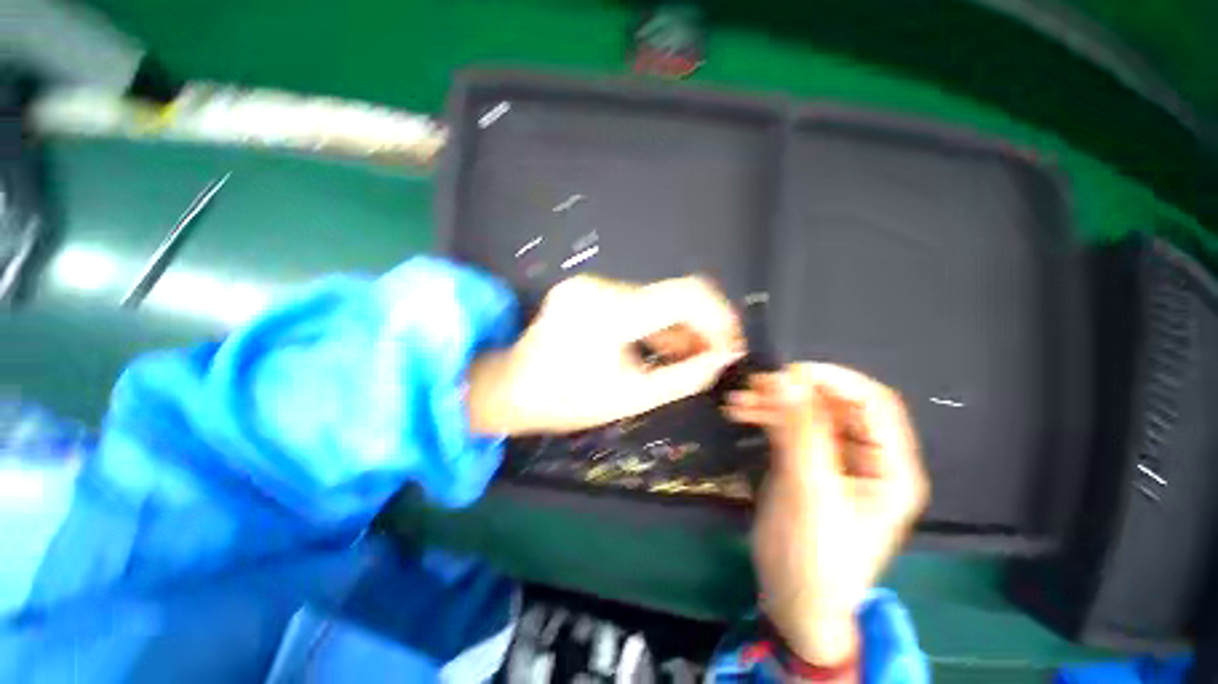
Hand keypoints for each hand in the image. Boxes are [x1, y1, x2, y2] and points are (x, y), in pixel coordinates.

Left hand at [468, 274, 743, 434]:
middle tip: (715, 356)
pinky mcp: (589, 289)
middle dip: (701, 325)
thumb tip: (721, 360)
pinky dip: (657, 323)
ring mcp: (591, 284)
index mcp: (608, 314)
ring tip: (692, 357)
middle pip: (672, 295)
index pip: (684, 296)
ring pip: (656, 299)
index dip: (718, 318)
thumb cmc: (566, 401)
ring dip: (679, 326)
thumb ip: (683, 377)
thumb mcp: (631, 397)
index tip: (730, 345)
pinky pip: (637, 302)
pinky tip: (666, 346)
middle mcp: (599, 287)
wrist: (512, 387)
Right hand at [724, 364, 928, 666]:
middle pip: (834, 405)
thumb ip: (800, 432)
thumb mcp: (809, 492)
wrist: (793, 599)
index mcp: (889, 467)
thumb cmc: (814, 557)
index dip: (835, 380)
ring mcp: (833, 458)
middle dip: (795, 391)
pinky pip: (787, 427)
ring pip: (806, 413)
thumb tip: (785, 379)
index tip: (790, 372)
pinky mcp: (805, 461)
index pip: (873, 404)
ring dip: (772, 403)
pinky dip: (764, 416)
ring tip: (738, 400)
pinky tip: (739, 412)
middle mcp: (865, 456)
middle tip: (756, 384)